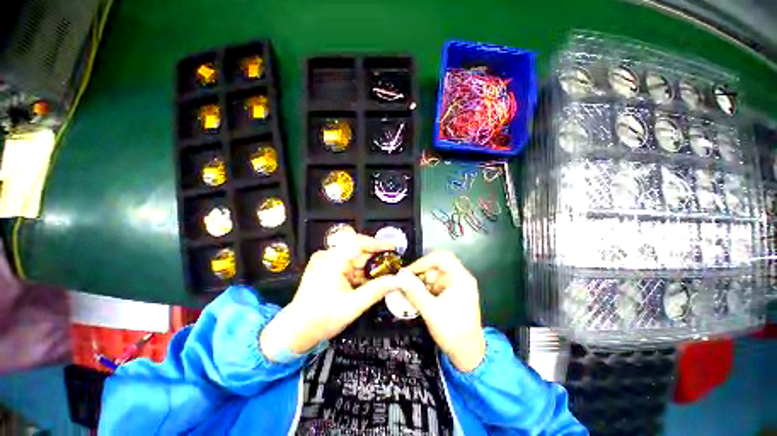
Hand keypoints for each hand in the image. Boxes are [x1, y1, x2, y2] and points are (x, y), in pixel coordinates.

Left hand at [260, 234, 398, 360]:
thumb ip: (377, 290)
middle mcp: (328, 256)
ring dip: (368, 265)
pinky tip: (369, 279)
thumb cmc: (321, 319)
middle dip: (375, 256)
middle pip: (357, 249)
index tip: (393, 247)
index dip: (377, 244)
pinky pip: (348, 264)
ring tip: (384, 273)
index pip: (358, 243)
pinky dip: (359, 271)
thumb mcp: (353, 305)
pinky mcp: (327, 268)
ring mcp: (326, 262)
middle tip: (392, 263)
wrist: (295, 331)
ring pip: (354, 258)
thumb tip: (397, 281)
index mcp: (331, 261)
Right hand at [398, 251, 485, 371]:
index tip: (409, 272)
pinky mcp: (451, 293)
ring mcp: (455, 286)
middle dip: (419, 275)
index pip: (441, 257)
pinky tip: (416, 299)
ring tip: (409, 294)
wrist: (468, 354)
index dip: (423, 262)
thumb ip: (414, 292)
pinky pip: (434, 285)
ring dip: (420, 283)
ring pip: (433, 276)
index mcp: (460, 278)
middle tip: (406, 285)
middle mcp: (459, 278)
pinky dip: (424, 290)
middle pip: (435, 266)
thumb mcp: (431, 311)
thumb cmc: (453, 332)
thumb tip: (400, 276)